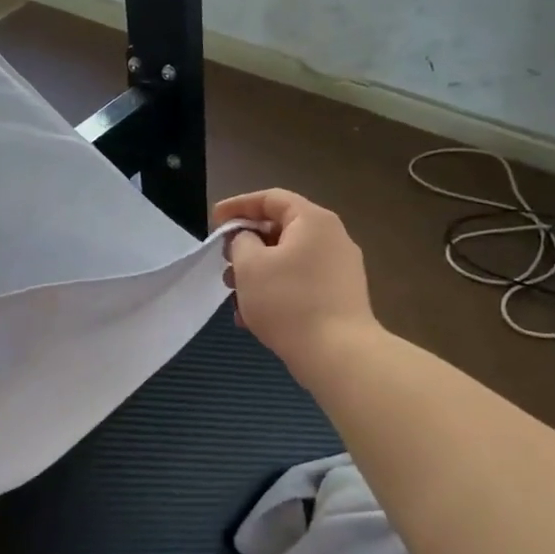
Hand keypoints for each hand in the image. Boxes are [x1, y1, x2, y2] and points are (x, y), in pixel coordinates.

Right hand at [215, 189, 375, 385]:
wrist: (338, 354)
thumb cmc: (288, 301)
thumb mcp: (250, 265)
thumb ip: (240, 241)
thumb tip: (247, 240)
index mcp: (313, 221)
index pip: (271, 198)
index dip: (238, 206)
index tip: (214, 221)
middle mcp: (332, 238)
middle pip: (281, 230)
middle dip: (246, 246)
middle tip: (223, 262)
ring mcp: (340, 269)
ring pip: (288, 261)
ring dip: (257, 273)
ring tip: (233, 296)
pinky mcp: (340, 297)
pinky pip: (300, 284)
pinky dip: (275, 292)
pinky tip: (252, 318)